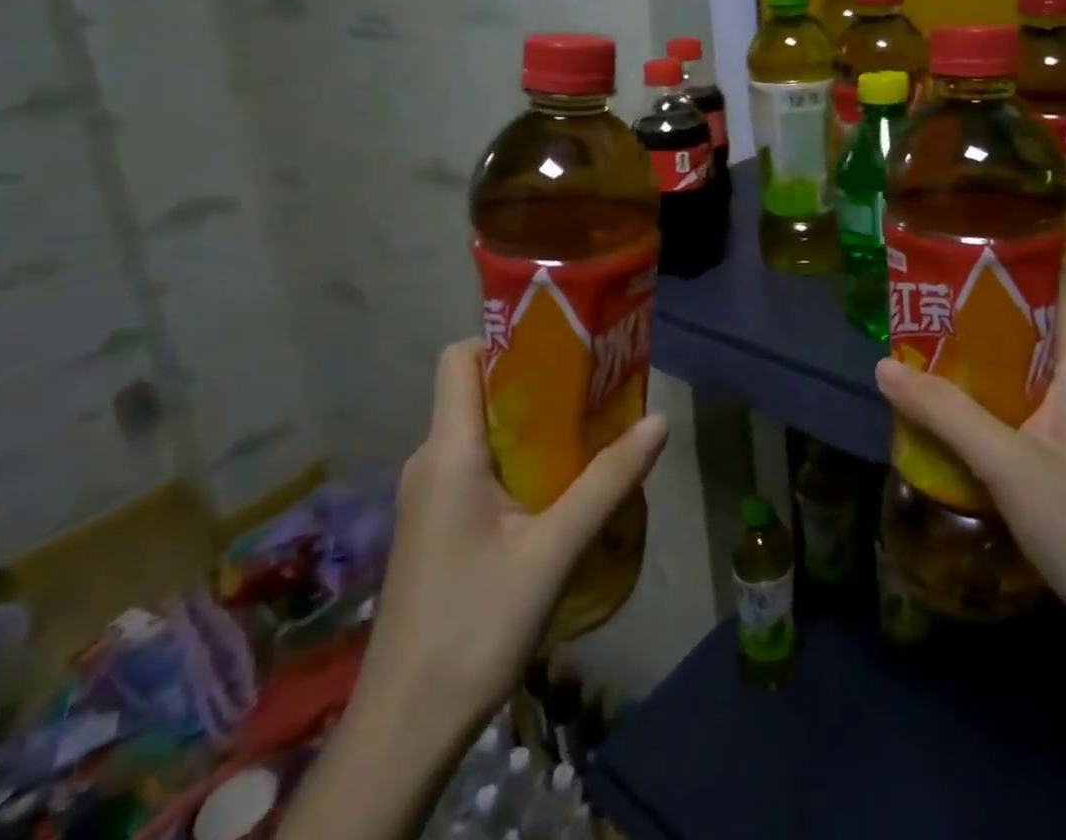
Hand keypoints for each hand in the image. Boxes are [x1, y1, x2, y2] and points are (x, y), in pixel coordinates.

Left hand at [362, 338, 668, 725]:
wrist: (406, 727)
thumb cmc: (475, 624)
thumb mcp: (553, 550)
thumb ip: (607, 482)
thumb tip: (659, 421)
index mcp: (447, 450)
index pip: (460, 357)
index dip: (504, 338)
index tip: (560, 342)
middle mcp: (430, 461)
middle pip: (476, 391)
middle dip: (533, 379)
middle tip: (592, 382)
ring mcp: (429, 495)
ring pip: (479, 431)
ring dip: (529, 422)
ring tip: (587, 426)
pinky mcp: (435, 525)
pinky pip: (476, 466)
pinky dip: (516, 457)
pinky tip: (557, 484)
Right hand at [874, 280, 1065, 656]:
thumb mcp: (1008, 464)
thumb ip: (945, 412)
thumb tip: (883, 365)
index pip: (1061, 290)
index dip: (1021, 260)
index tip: (970, 244)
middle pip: (1036, 327)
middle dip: (984, 309)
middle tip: (929, 295)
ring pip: (1028, 370)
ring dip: (984, 356)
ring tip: (929, 341)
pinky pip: (1028, 406)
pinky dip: (992, 395)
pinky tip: (954, 406)